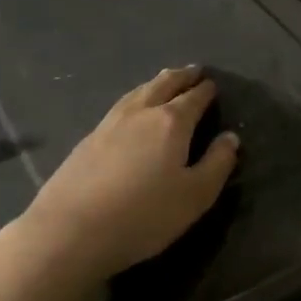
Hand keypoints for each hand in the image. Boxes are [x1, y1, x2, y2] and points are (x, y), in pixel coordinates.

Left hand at [16, 67, 238, 281]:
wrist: (71, 230)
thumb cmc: (144, 215)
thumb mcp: (195, 196)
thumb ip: (217, 164)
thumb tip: (230, 137)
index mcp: (171, 122)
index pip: (194, 98)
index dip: (205, 90)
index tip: (213, 84)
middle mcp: (141, 113)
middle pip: (163, 86)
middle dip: (181, 77)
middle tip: (193, 70)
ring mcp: (110, 123)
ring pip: (138, 92)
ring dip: (156, 83)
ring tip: (165, 79)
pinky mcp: (88, 139)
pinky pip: (120, 106)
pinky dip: (135, 98)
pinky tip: (132, 108)